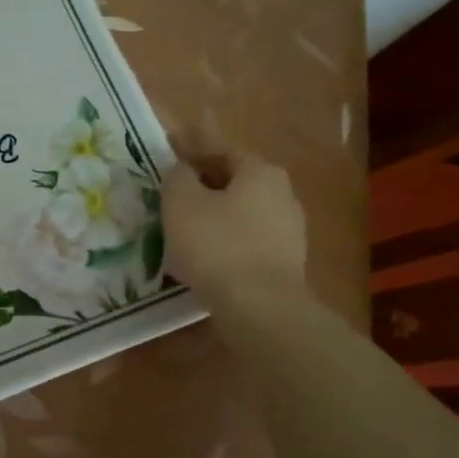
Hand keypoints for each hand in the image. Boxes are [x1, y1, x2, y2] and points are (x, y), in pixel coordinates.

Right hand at [162, 132, 308, 306]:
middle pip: (233, 182)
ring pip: (239, 214)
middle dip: (203, 185)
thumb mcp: (181, 201)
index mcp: (261, 172)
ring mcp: (289, 232)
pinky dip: (223, 243)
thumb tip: (184, 171)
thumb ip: (178, 177)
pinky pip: (246, 243)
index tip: (169, 151)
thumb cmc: (217, 244)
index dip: (191, 149)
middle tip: (172, 194)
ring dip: (213, 217)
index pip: (221, 150)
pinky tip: (202, 257)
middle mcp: (283, 195)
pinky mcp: (285, 264)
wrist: (260, 308)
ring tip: (182, 230)